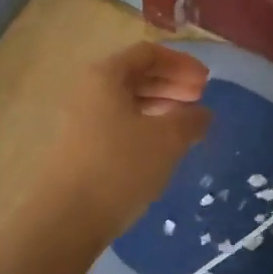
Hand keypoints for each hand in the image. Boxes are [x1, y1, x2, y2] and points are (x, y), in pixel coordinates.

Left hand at [34, 41, 211, 244]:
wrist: (66, 219)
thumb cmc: (119, 167)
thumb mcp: (167, 140)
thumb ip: (190, 120)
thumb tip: (202, 113)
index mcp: (106, 75)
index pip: (148, 53)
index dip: (181, 63)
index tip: (207, 81)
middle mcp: (89, 90)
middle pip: (136, 75)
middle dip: (171, 83)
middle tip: (200, 100)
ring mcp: (81, 120)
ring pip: (127, 101)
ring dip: (160, 105)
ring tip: (186, 123)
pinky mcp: (80, 147)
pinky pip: (118, 123)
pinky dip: (145, 126)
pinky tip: (162, 146)